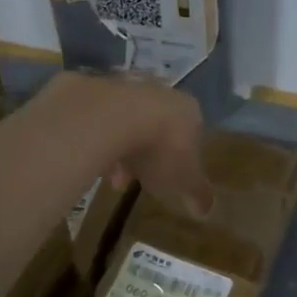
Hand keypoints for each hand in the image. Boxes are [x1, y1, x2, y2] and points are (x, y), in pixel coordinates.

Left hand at [40, 70, 213, 215]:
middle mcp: (159, 91)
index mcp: (188, 110)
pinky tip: (88, 156)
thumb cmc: (159, 149)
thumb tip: (207, 210)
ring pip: (125, 122)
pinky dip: (95, 136)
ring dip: (118, 147)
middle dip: (145, 157)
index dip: (180, 160)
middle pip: (155, 127)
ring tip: (107, 175)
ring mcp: (124, 86)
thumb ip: (198, 193)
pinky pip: (97, 117)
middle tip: (132, 181)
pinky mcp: (91, 87)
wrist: (109, 118)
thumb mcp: (184, 181)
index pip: (191, 134)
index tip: (166, 181)